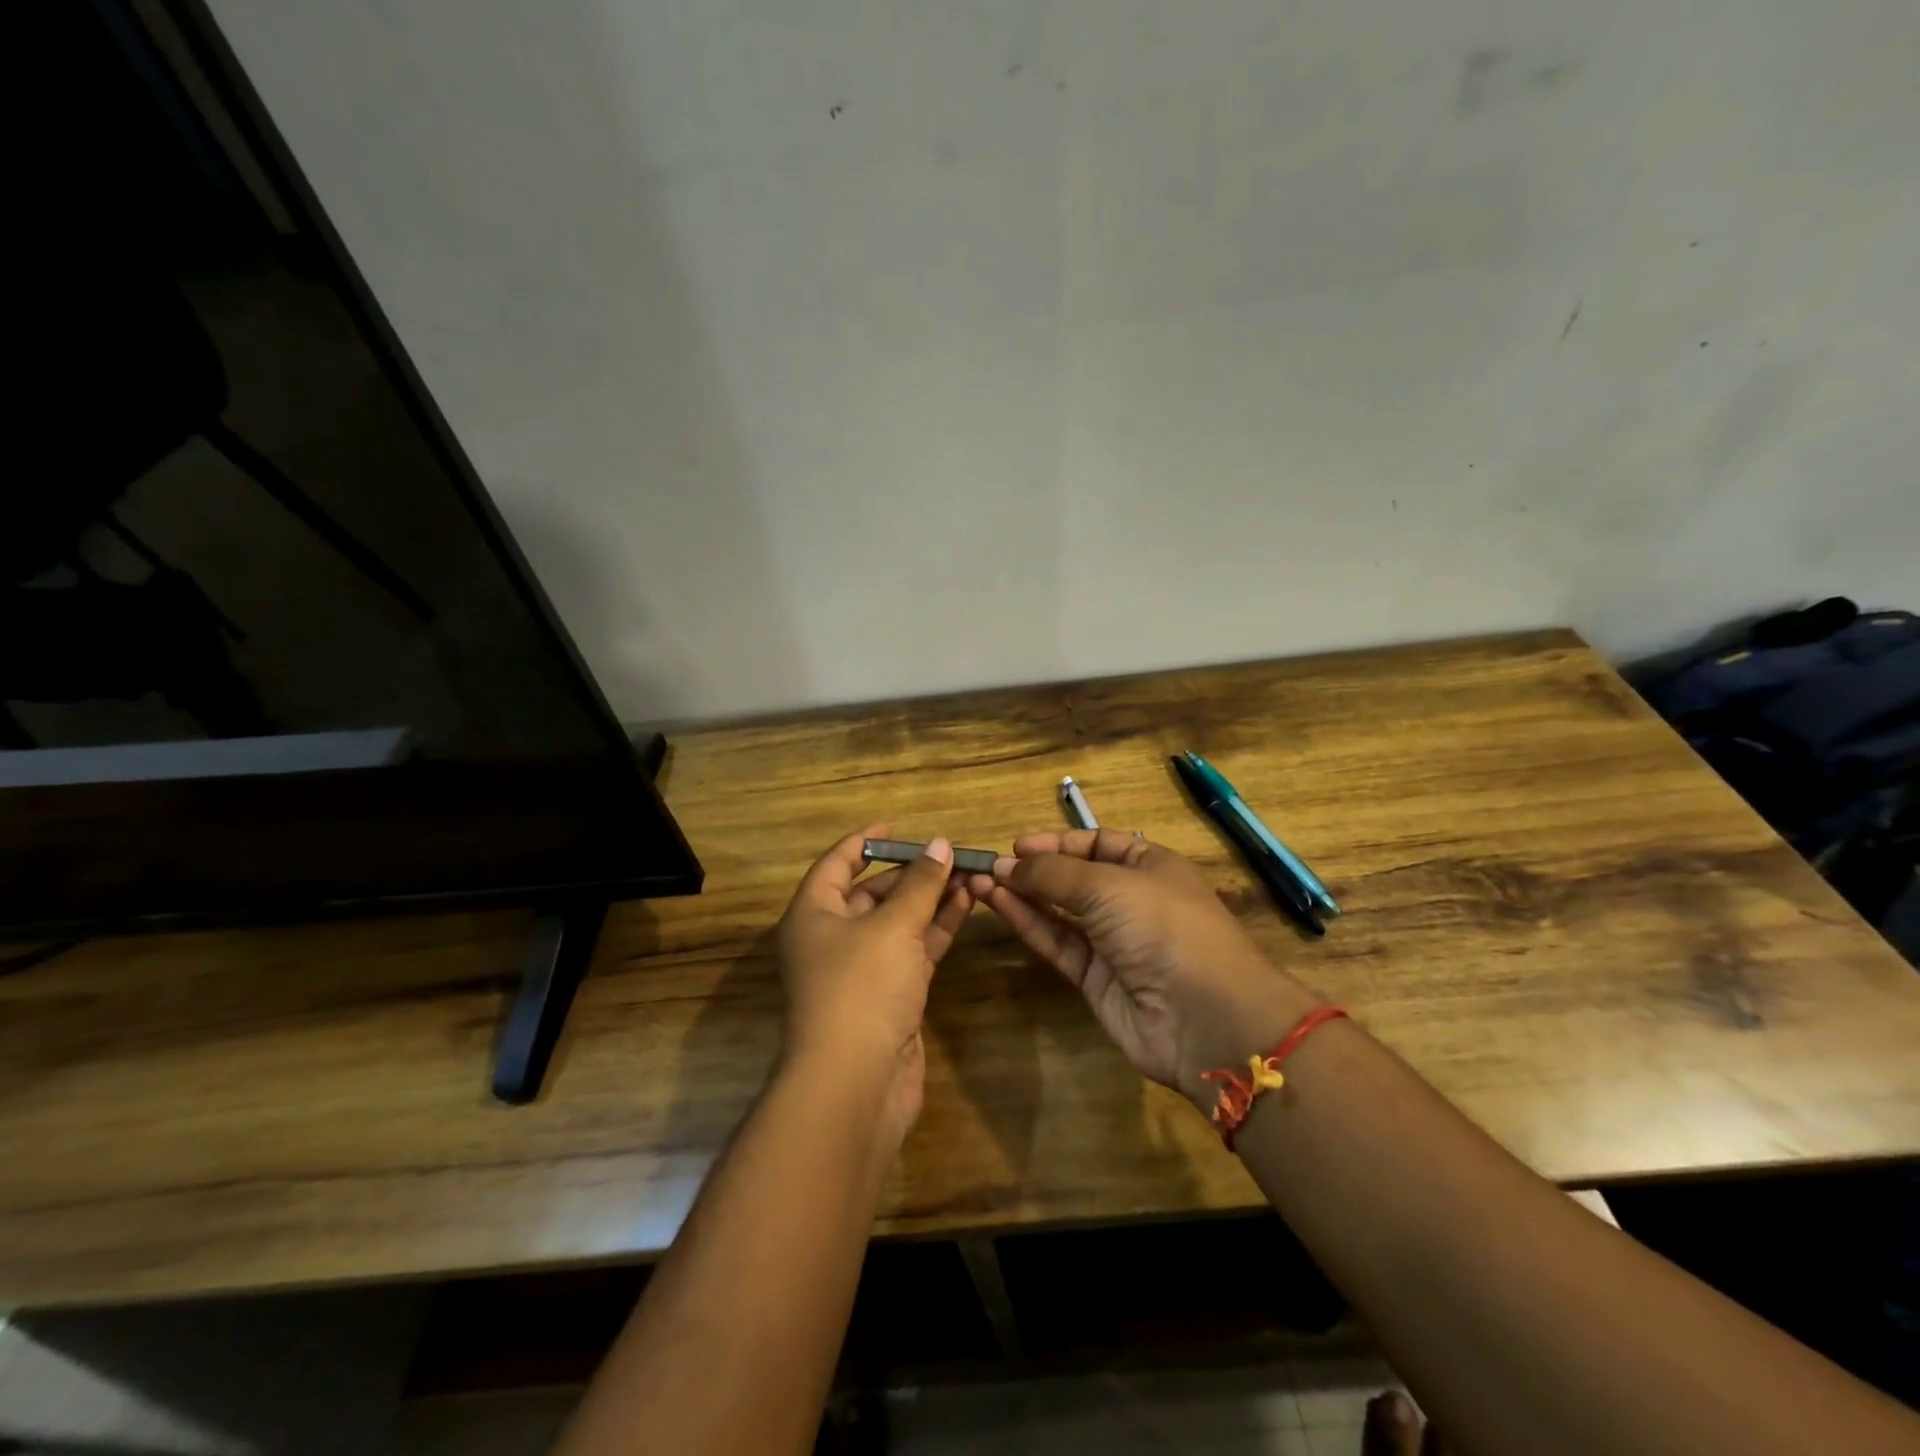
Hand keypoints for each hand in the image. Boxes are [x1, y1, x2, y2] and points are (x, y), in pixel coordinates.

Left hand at [775, 826, 971, 1140]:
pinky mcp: (890, 996)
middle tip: (951, 853)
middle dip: (911, 873)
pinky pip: (914, 950)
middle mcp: (833, 938)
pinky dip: (938, 928)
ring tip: (970, 873)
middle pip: (872, 893)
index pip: (836, 864)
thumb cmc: (861, 988)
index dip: (863, 842)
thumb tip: (941, 845)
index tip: (895, 827)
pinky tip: (968, 906)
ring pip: (899, 922)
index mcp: (814, 915)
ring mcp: (862, 970)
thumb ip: (921, 885)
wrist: (855, 1083)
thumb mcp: (892, 926)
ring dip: (931, 899)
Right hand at [968, 829, 1317, 1107]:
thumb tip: (1008, 862)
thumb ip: (1054, 873)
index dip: (1058, 842)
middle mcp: (1132, 900)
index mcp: (1150, 866)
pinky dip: (1028, 923)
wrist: (1206, 1018)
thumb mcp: (1109, 885)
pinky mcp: (1096, 979)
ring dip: (1022, 894)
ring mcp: (1114, 942)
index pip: (1097, 844)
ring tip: (980, 881)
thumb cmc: (1164, 927)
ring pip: (1059, 911)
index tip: (1017, 844)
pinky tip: (997, 904)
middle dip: (1034, 868)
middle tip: (990, 864)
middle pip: (1074, 877)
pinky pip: (1057, 942)